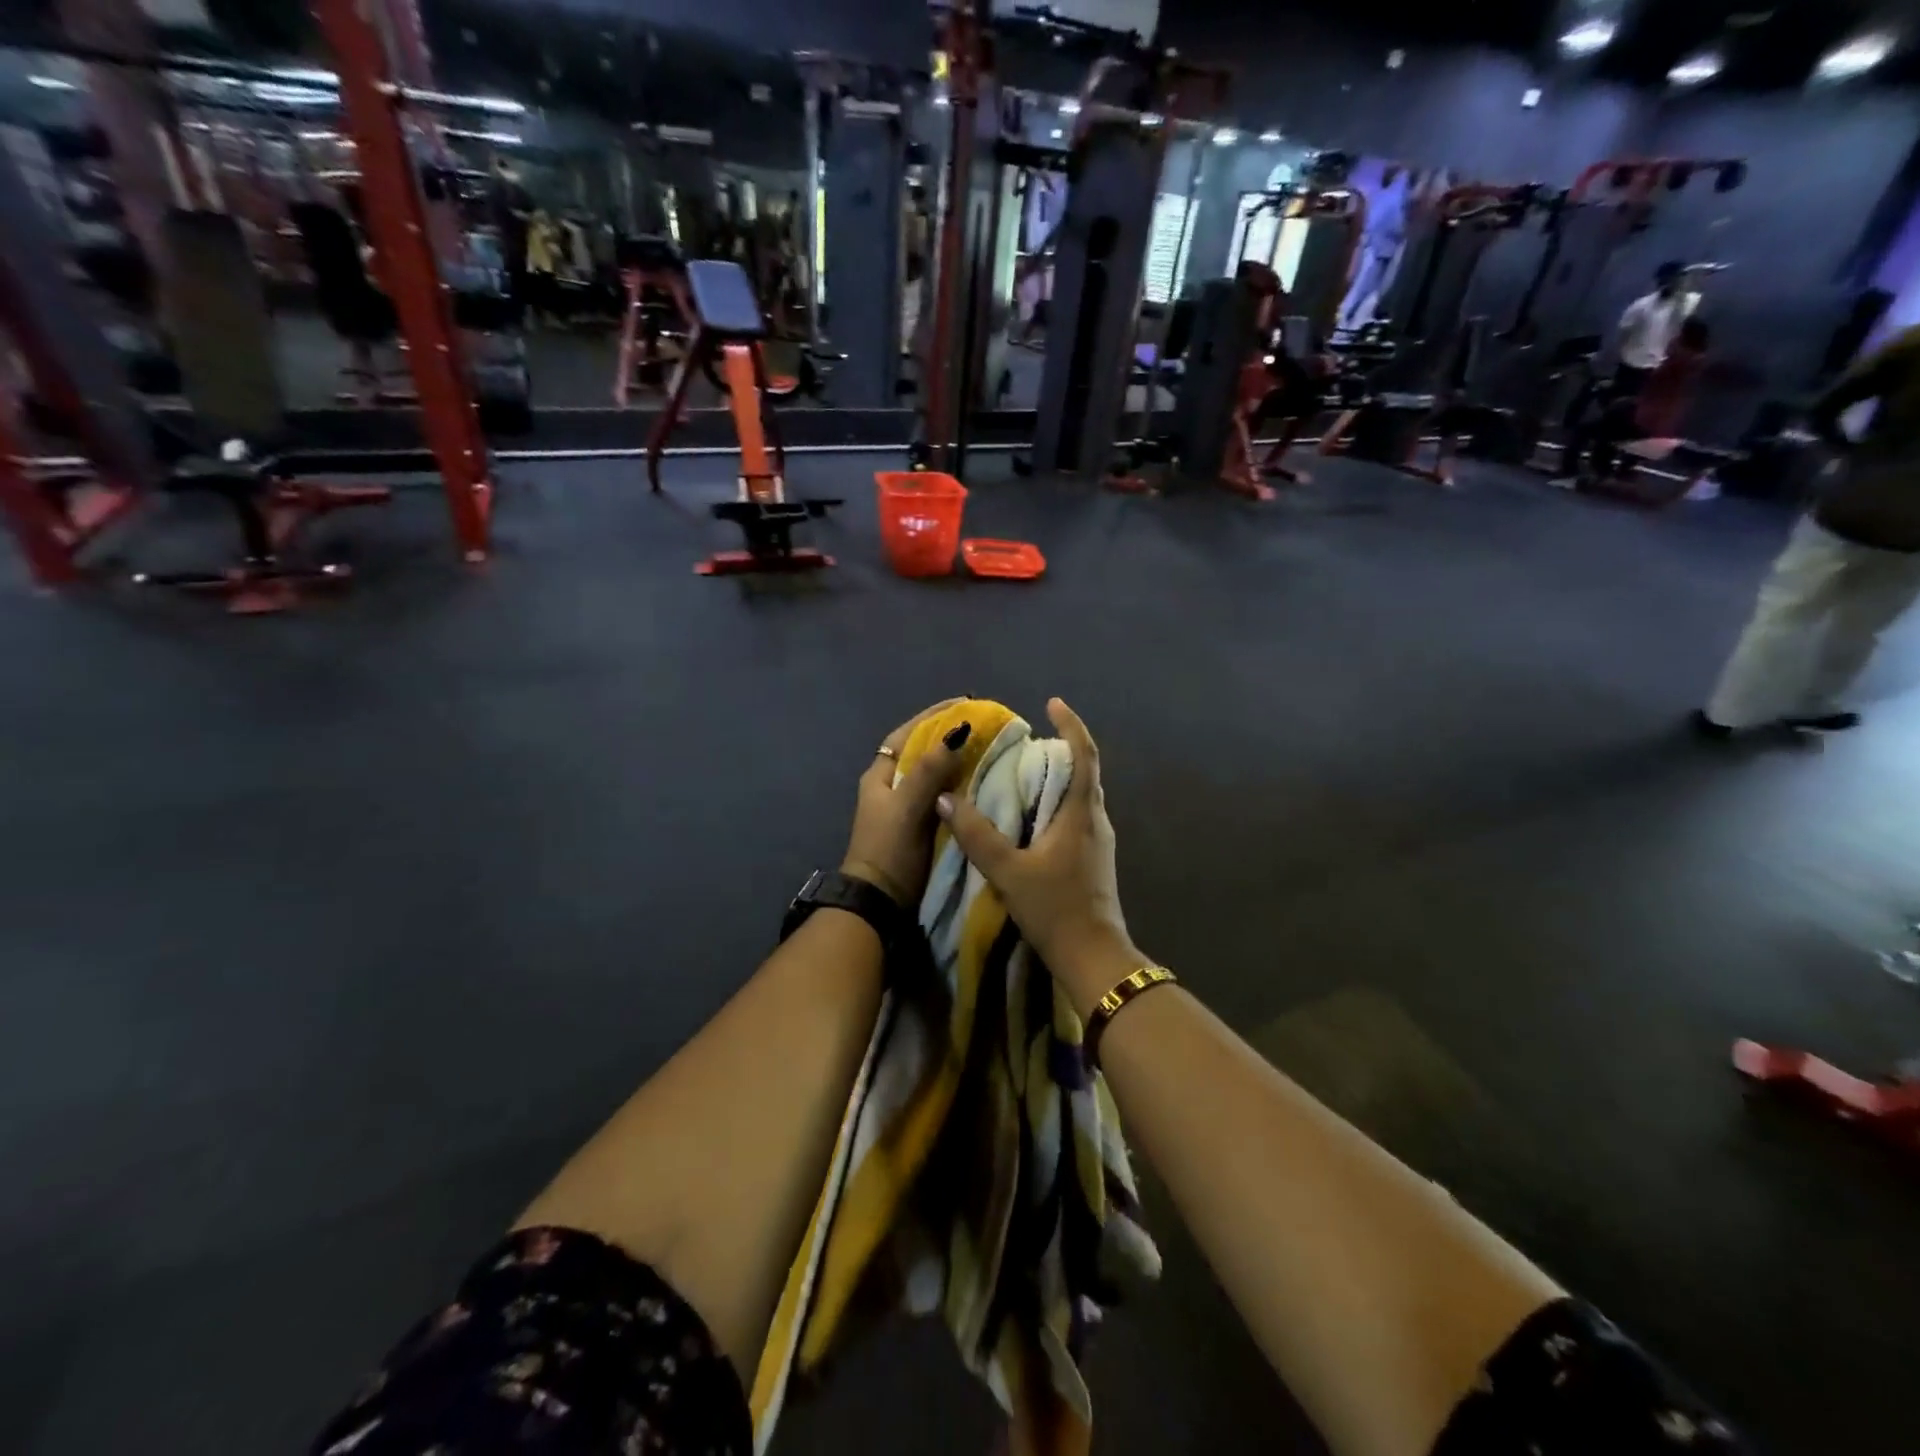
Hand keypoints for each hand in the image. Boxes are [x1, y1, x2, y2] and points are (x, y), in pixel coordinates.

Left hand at [841, 699, 974, 907]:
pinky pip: (948, 798)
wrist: (881, 903)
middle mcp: (894, 788)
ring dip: (962, 762)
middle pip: (925, 753)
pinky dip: (965, 788)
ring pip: (938, 775)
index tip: (964, 702)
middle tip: (987, 726)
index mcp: (881, 776)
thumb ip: (929, 771)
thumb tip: (956, 732)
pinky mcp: (925, 828)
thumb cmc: (889, 849)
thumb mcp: (907, 807)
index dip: (933, 716)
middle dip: (952, 737)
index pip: (908, 735)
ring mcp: (910, 809)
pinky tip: (988, 783)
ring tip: (994, 749)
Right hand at [934, 699, 1140, 1017]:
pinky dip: (1054, 803)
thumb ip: (976, 834)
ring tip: (1021, 772)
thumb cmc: (1055, 909)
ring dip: (1056, 777)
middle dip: (1059, 749)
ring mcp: (1097, 842)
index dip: (1071, 725)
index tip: (1053, 703)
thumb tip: (946, 798)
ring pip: (1079, 796)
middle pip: (1083, 772)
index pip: (1085, 755)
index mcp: (1082, 813)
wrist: (1092, 957)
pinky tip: (1028, 816)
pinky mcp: (1092, 859)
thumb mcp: (1009, 871)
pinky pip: (1074, 816)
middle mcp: (1096, 820)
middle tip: (1025, 740)